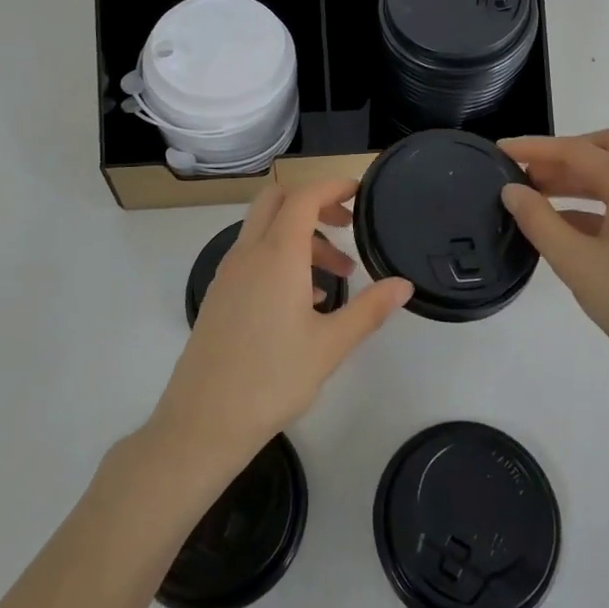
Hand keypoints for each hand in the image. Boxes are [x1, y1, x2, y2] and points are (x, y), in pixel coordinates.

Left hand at [148, 180, 413, 475]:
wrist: (204, 421)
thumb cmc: (273, 379)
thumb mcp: (331, 345)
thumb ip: (370, 309)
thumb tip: (403, 285)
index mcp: (276, 255)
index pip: (303, 196)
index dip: (332, 186)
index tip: (358, 192)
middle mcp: (248, 253)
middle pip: (276, 201)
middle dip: (313, 203)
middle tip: (346, 226)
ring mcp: (228, 273)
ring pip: (265, 230)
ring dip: (301, 237)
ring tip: (338, 276)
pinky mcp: (220, 295)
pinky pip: (252, 256)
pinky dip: (280, 258)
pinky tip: (305, 301)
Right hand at [500, 129, 608, 391]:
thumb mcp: (577, 264)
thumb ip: (539, 222)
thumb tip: (512, 190)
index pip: (577, 151)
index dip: (535, 148)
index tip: (500, 150)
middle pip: (607, 149)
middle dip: (564, 155)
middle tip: (529, 174)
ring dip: (580, 180)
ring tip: (541, 200)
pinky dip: (598, 205)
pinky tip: (573, 230)